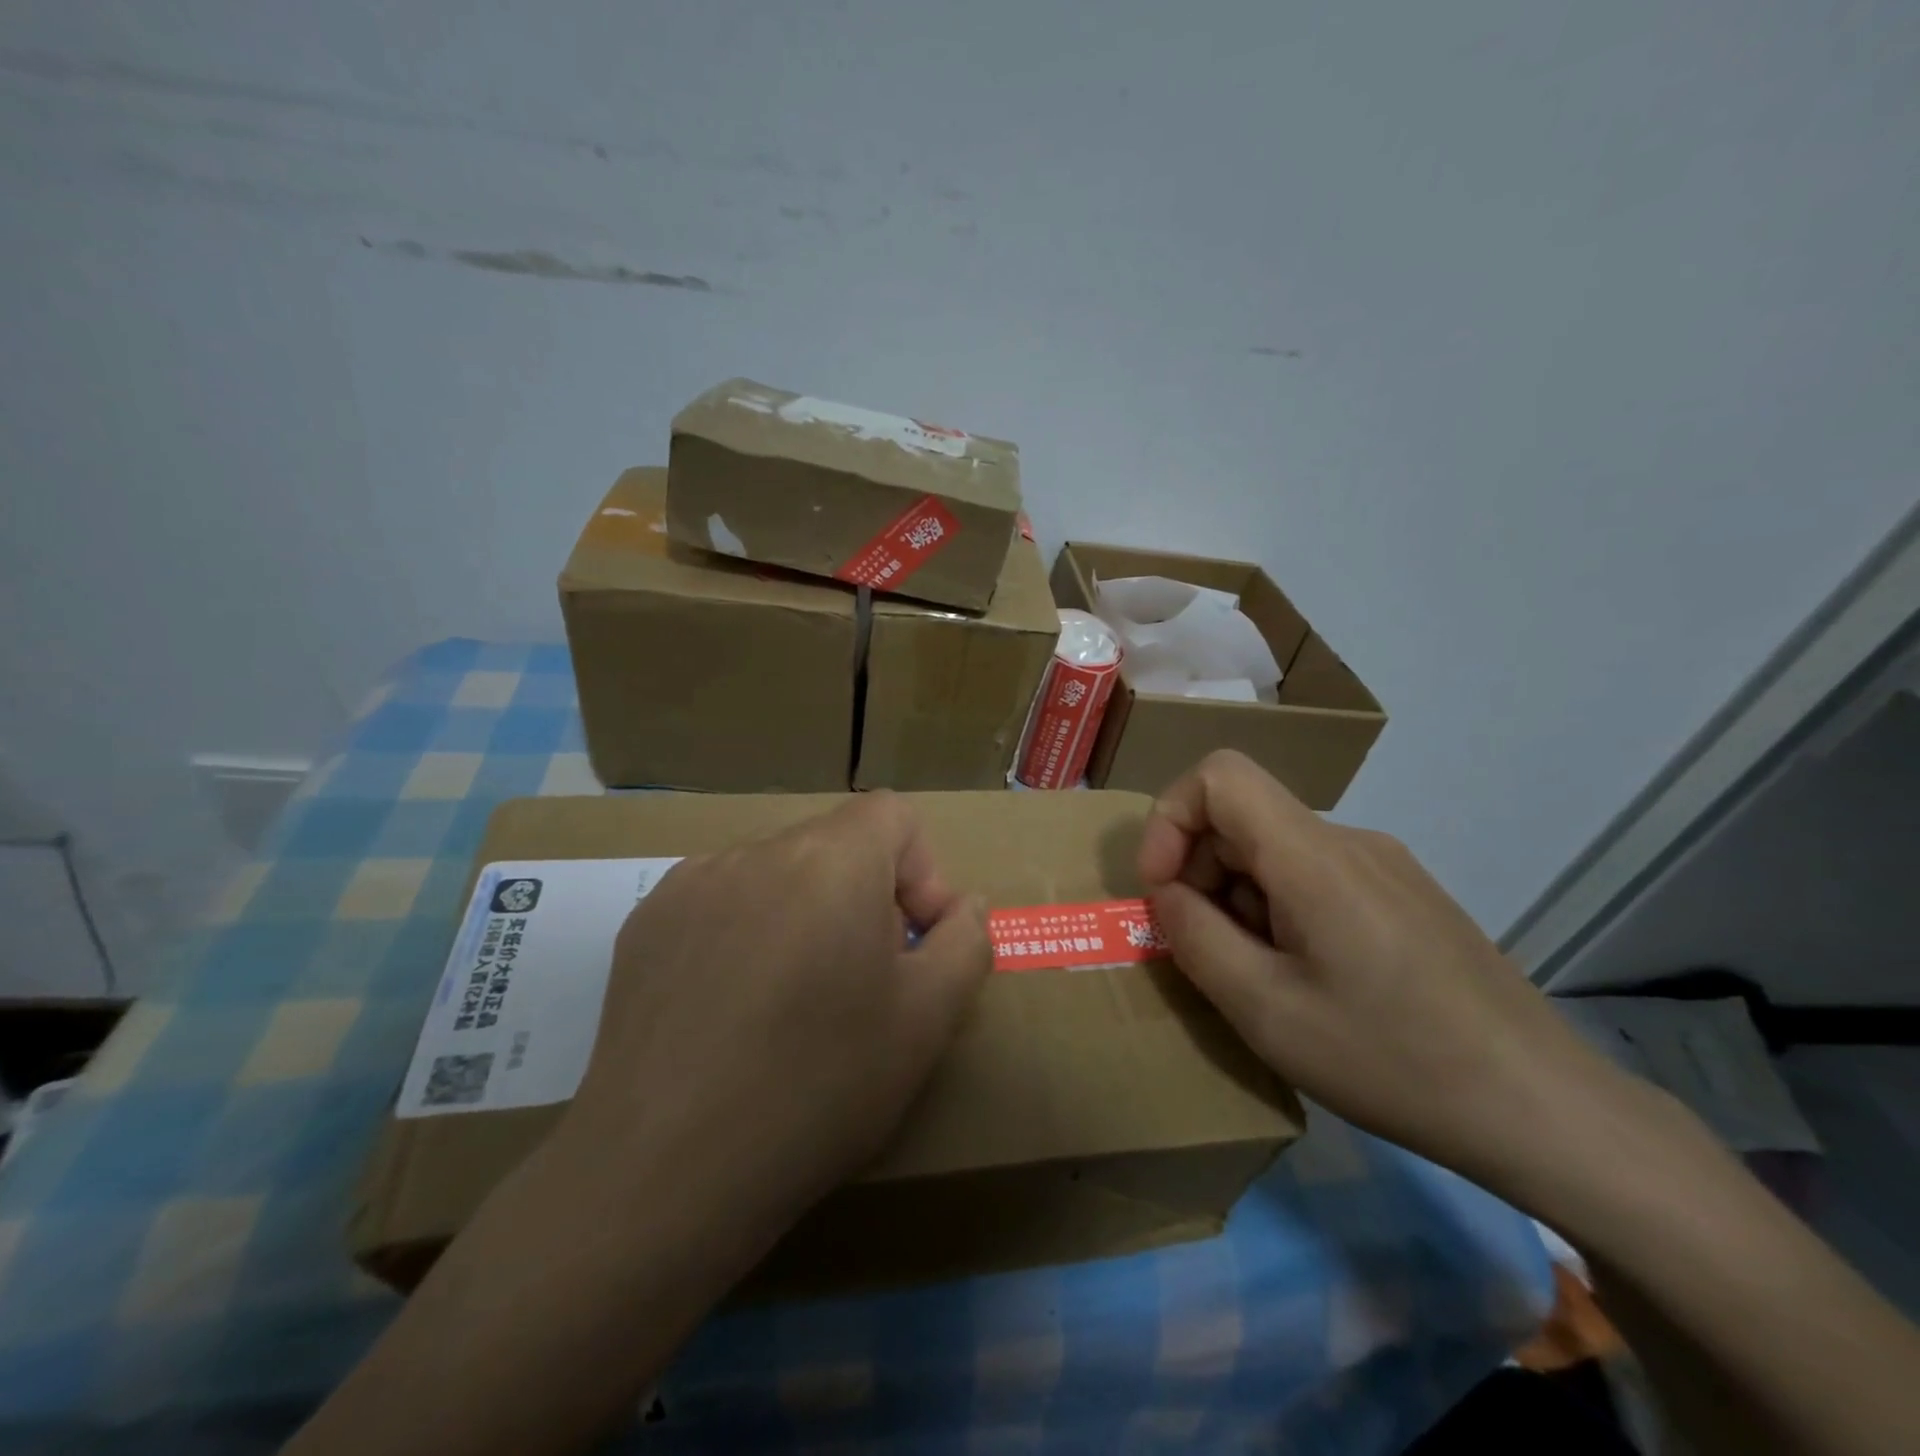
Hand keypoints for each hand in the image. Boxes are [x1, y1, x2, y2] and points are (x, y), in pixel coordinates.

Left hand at [559, 792, 992, 1238]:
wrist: (662, 1173)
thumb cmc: (818, 1087)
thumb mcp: (928, 1020)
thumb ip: (966, 942)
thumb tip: (961, 905)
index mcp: (832, 860)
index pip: (892, 815)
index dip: (921, 871)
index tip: (913, 943)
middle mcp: (758, 851)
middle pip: (835, 844)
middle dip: (865, 898)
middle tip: (860, 983)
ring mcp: (692, 883)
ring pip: (778, 873)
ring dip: (805, 914)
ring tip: (792, 1002)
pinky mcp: (646, 923)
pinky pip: (722, 902)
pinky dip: (747, 932)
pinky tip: (732, 1009)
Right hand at [1137, 750, 1621, 1191]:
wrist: (1545, 1108)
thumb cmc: (1392, 1058)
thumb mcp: (1266, 1011)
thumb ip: (1196, 938)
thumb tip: (1167, 895)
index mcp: (1312, 855)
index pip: (1218, 775)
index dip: (1170, 819)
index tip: (1162, 889)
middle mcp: (1349, 841)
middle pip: (1243, 818)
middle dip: (1200, 875)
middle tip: (1206, 953)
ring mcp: (1384, 866)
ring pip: (1276, 852)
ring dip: (1240, 901)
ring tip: (1260, 980)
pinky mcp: (1406, 896)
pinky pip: (1315, 878)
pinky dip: (1280, 912)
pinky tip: (1308, 981)